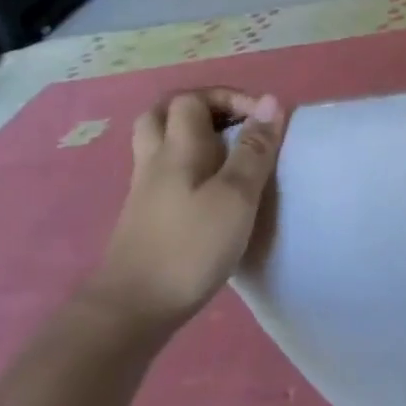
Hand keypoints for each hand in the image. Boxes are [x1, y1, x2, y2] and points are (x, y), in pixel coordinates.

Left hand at [83, 88, 285, 336]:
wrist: (134, 307)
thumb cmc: (191, 246)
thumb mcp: (235, 196)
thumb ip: (254, 150)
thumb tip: (271, 102)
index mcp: (177, 149)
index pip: (193, 100)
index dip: (230, 98)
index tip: (265, 119)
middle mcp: (155, 161)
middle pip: (164, 114)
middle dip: (202, 108)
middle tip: (236, 124)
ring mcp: (145, 189)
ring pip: (160, 143)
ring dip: (191, 135)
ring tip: (226, 151)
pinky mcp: (146, 215)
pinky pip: (163, 171)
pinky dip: (187, 164)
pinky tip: (209, 186)